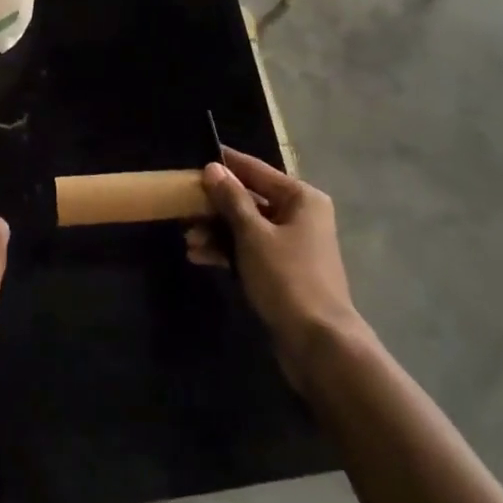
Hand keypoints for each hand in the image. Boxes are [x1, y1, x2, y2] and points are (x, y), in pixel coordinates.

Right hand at [187, 149, 365, 386]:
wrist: (319, 344)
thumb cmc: (287, 278)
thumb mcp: (253, 235)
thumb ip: (231, 199)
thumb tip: (212, 168)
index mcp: (301, 198)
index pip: (256, 170)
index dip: (226, 165)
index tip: (195, 158)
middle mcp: (300, 216)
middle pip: (250, 199)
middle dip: (215, 207)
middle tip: (183, 209)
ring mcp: (292, 245)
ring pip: (246, 227)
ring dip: (217, 232)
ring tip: (189, 240)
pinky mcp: (283, 271)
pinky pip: (250, 250)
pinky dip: (227, 252)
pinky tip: (200, 257)